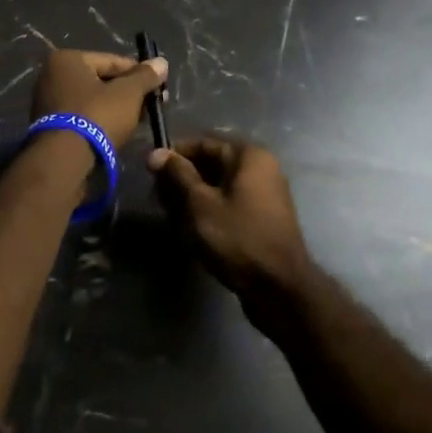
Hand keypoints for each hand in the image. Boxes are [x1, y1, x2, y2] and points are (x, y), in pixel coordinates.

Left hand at [30, 49, 167, 157]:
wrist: (64, 161)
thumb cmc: (97, 116)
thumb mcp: (128, 94)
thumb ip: (145, 76)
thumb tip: (161, 62)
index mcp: (67, 59)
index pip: (112, 61)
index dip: (140, 74)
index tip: (159, 88)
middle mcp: (51, 75)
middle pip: (101, 80)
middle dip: (128, 93)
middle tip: (151, 106)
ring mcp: (47, 101)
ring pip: (92, 100)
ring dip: (115, 108)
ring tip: (138, 121)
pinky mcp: (49, 126)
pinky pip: (82, 116)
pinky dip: (99, 120)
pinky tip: (118, 131)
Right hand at [150, 137, 311, 303]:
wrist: (280, 288)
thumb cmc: (238, 238)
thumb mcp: (200, 204)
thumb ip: (178, 175)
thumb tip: (156, 153)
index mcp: (249, 156)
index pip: (203, 144)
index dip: (175, 156)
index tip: (151, 172)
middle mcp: (261, 168)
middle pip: (212, 164)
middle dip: (183, 180)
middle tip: (159, 200)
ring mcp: (265, 194)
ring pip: (220, 186)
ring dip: (194, 198)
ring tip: (172, 218)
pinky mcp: (264, 219)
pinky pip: (231, 204)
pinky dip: (211, 211)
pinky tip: (193, 230)